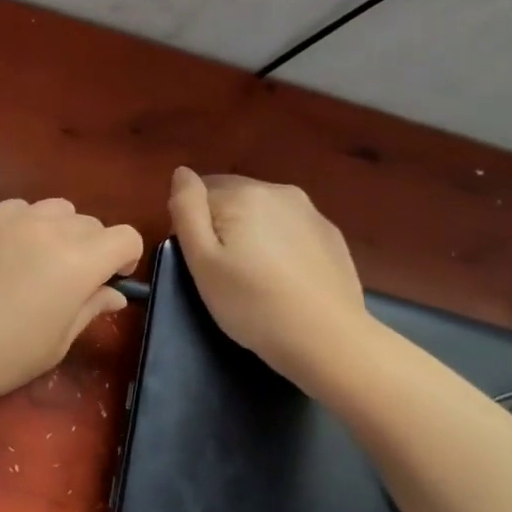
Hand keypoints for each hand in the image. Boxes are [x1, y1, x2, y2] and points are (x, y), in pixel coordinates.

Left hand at [0, 198, 142, 411]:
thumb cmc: (1, 357)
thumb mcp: (57, 343)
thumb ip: (91, 308)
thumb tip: (113, 293)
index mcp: (78, 261)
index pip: (126, 237)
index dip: (125, 259)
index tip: (109, 282)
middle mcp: (49, 228)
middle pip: (91, 222)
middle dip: (92, 248)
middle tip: (69, 282)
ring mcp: (11, 218)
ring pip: (55, 209)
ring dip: (60, 231)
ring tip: (37, 262)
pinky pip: (18, 209)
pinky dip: (24, 225)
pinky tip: (6, 254)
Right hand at [167, 167, 368, 383]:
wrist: (327, 339)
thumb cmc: (251, 303)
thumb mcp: (201, 260)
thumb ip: (186, 209)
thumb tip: (181, 172)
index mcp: (243, 193)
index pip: (199, 193)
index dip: (192, 226)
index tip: (200, 261)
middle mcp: (278, 191)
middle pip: (232, 197)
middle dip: (221, 224)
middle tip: (222, 271)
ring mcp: (310, 211)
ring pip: (262, 212)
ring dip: (250, 232)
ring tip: (253, 275)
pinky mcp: (330, 235)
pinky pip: (289, 228)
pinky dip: (278, 244)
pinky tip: (282, 278)